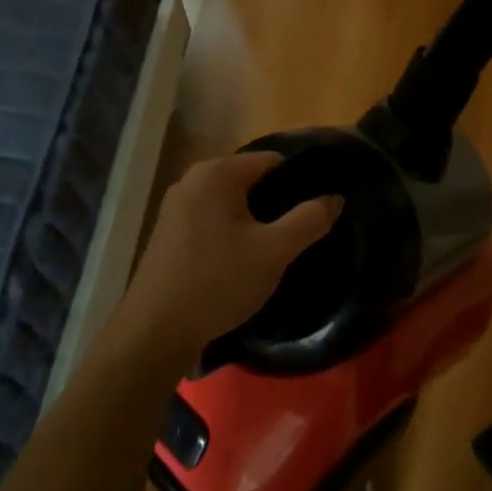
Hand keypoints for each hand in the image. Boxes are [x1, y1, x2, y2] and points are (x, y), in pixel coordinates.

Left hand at [107, 151, 342, 370]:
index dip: (300, 179)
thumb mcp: (274, 251)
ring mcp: (176, 205)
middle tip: (304, 229)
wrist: (156, 330)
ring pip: (231, 201)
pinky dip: (232, 230)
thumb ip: (309, 220)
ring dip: (256, 218)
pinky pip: (212, 218)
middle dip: (278, 200)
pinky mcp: (169, 231)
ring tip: (280, 244)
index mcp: (217, 173)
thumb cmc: (219, 282)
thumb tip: (335, 197)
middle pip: (250, 179)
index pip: (272, 160)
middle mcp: (192, 179)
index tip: (320, 204)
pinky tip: (245, 257)